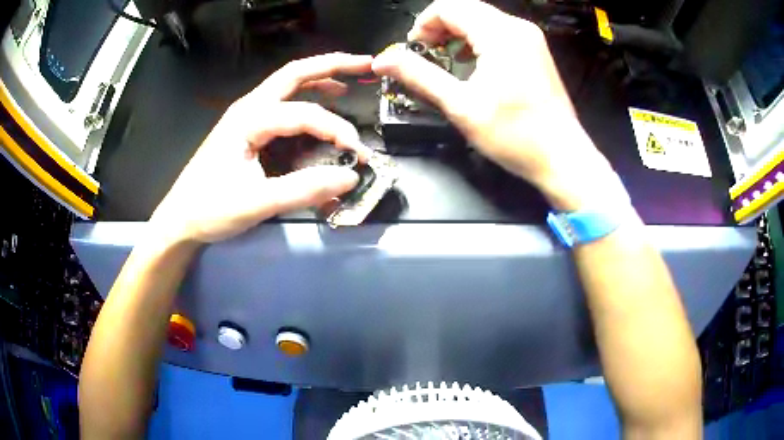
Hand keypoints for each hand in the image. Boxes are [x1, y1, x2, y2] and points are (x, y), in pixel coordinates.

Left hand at [149, 53, 373, 243]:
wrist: (180, 219)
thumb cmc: (210, 209)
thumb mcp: (256, 204)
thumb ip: (303, 190)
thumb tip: (350, 177)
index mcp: (249, 120)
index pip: (304, 114)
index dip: (336, 130)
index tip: (358, 155)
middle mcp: (248, 108)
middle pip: (295, 73)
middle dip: (332, 65)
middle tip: (365, 64)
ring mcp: (246, 115)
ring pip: (288, 83)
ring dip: (319, 78)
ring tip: (347, 82)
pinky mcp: (247, 128)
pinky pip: (282, 103)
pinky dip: (306, 98)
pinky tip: (320, 105)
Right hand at [372, 0, 624, 209]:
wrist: (562, 157)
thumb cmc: (515, 135)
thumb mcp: (460, 105)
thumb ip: (419, 76)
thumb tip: (383, 60)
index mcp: (500, 34)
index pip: (449, 7)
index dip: (423, 24)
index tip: (413, 49)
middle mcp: (517, 28)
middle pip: (467, 9)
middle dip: (439, 26)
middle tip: (425, 53)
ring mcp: (530, 39)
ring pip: (483, 19)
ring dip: (457, 32)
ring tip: (445, 57)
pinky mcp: (535, 52)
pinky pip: (499, 33)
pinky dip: (478, 40)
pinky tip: (471, 62)